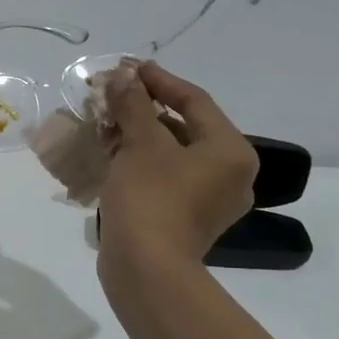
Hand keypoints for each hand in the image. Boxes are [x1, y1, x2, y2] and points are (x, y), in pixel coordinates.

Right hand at [97, 61, 258, 268]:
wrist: (146, 269)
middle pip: (186, 127)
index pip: (195, 101)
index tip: (128, 69)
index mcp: (231, 151)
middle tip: (113, 96)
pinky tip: (114, 155)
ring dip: (141, 136)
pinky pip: (168, 178)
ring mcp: (211, 201)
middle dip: (145, 110)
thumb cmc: (150, 197)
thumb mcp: (140, 143)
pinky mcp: (188, 220)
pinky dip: (143, 162)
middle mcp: (231, 174)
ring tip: (107, 123)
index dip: (159, 80)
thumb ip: (133, 104)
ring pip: (174, 154)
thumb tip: (123, 75)